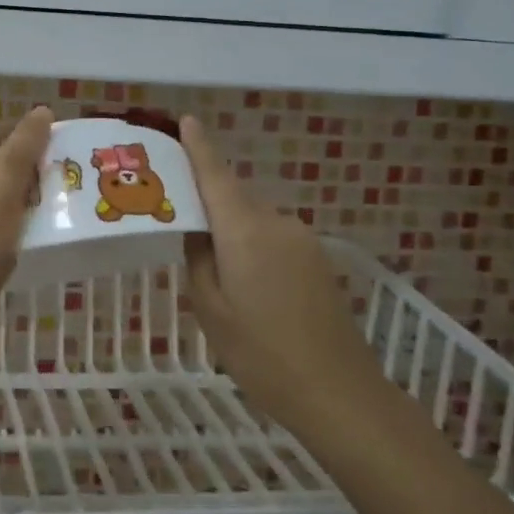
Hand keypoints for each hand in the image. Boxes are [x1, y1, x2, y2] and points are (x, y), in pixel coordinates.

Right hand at [179, 115, 378, 425]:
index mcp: (244, 230)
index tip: (185, 119)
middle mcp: (276, 222)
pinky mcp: (316, 259)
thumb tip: (197, 230)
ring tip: (210, 266)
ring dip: (229, 230)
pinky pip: (271, 237)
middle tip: (174, 217)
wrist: (340, 394)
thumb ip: (197, 259)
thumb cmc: (261, 354)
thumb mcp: (210, 309)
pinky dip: (251, 245)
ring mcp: (301, 240)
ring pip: (252, 220)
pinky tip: (244, 282)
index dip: (199, 146)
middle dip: (205, 200)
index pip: (215, 175)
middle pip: (232, 197)